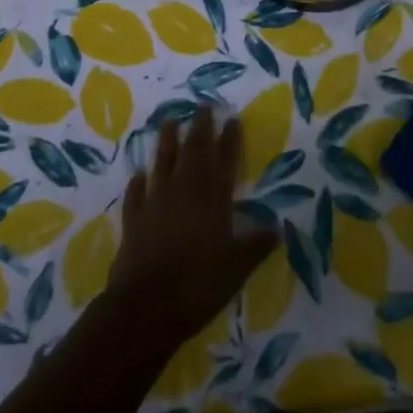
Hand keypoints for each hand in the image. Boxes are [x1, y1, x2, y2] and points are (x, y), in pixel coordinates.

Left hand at [104, 108, 277, 346]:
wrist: (146, 307)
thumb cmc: (198, 285)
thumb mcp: (237, 268)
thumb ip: (256, 245)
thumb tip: (278, 227)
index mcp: (214, 200)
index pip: (225, 161)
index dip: (230, 139)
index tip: (233, 118)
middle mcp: (186, 192)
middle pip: (194, 152)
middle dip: (200, 128)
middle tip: (203, 105)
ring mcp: (157, 204)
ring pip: (163, 164)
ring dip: (166, 142)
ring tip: (168, 120)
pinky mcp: (134, 221)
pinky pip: (136, 196)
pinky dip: (137, 183)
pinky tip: (138, 174)